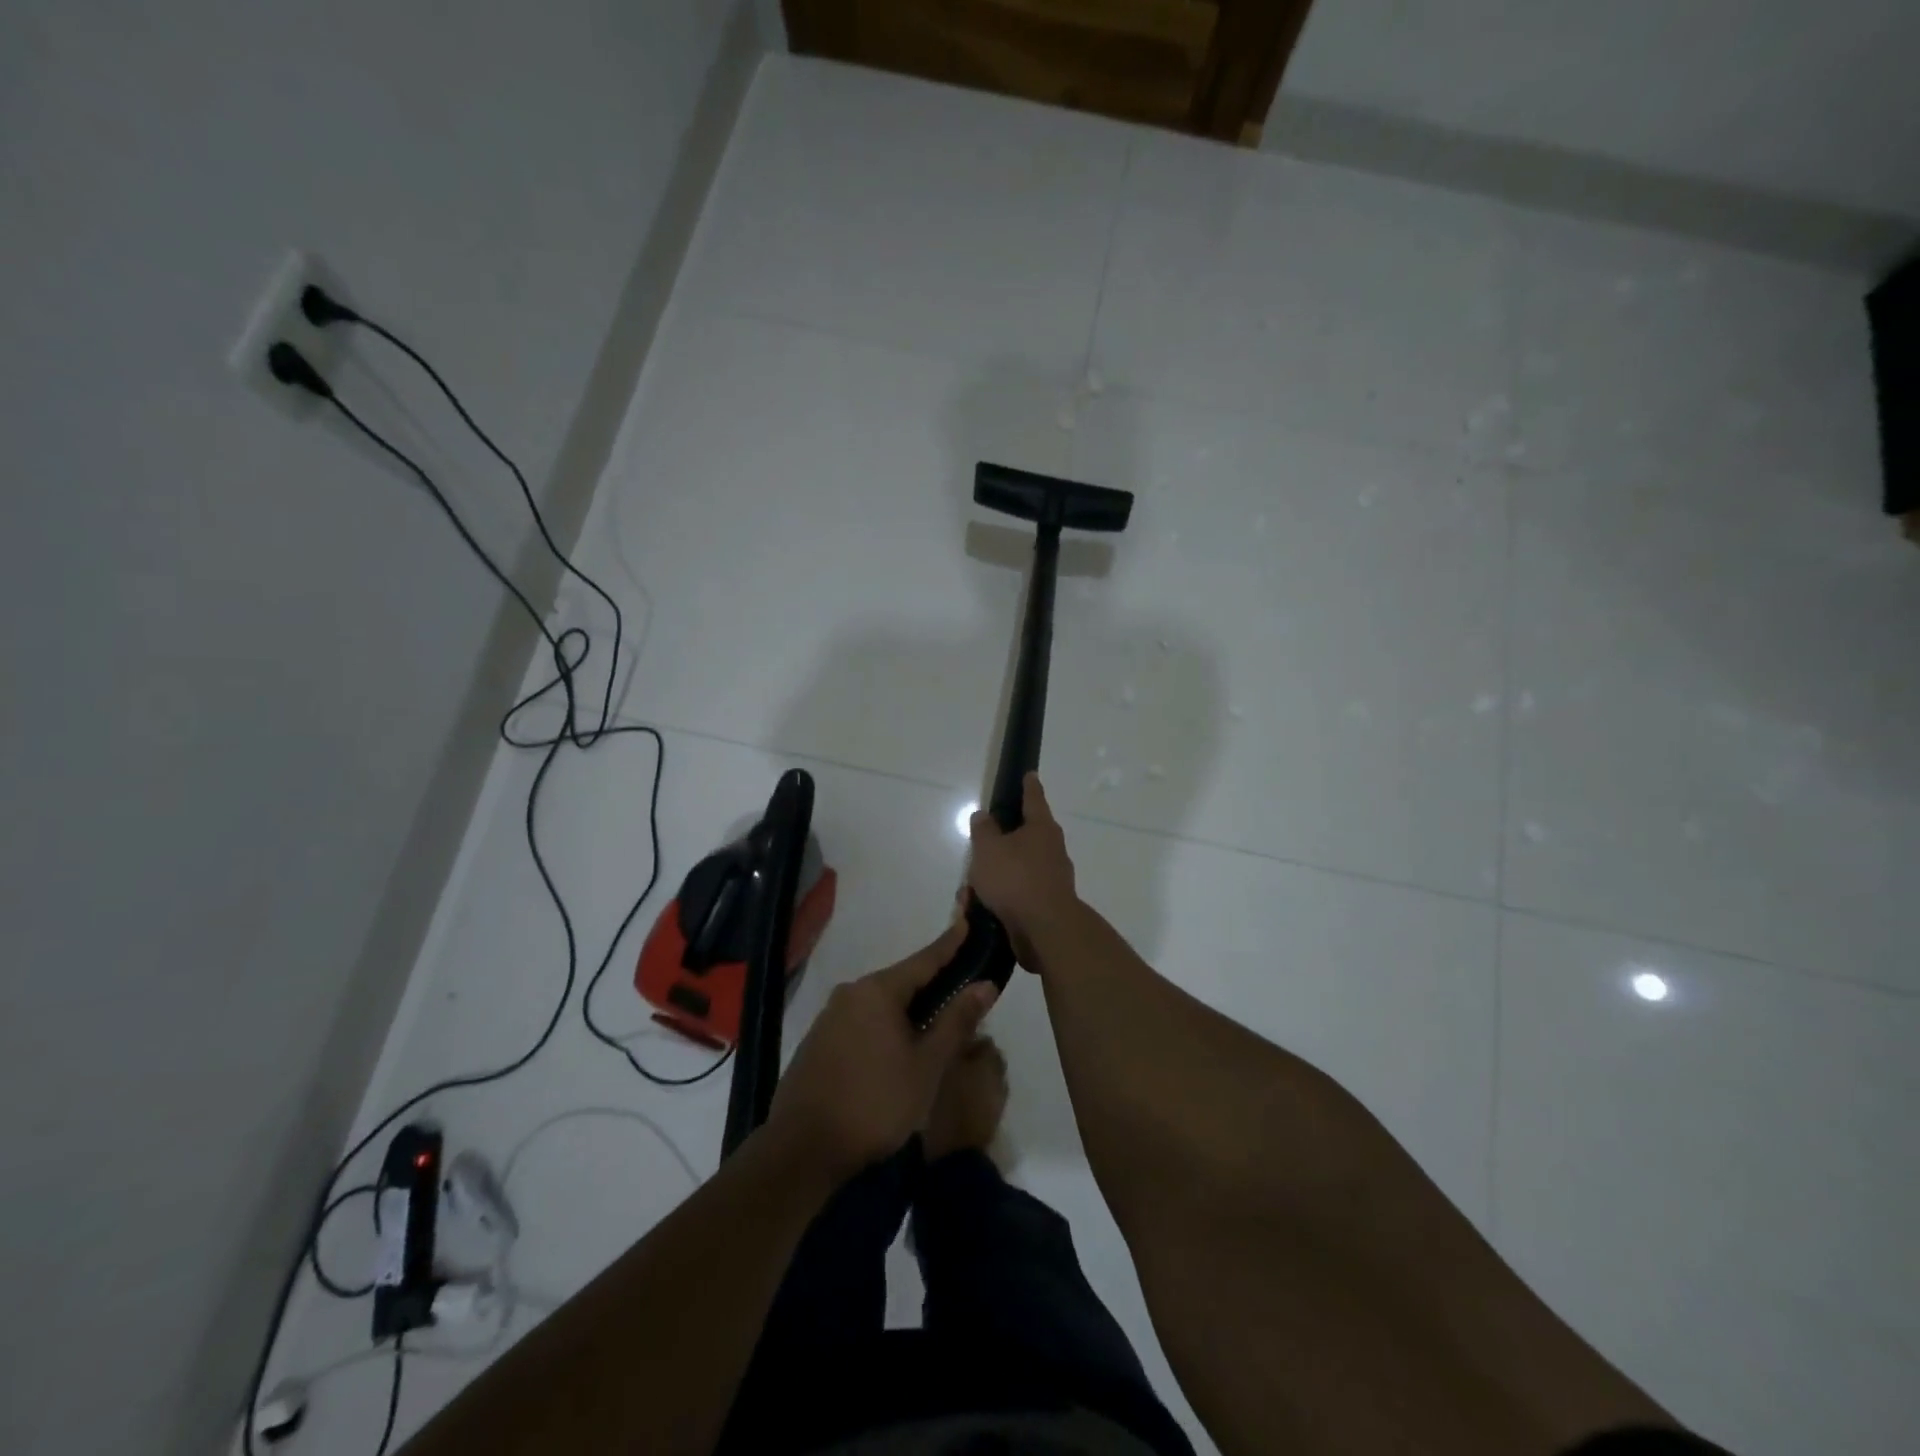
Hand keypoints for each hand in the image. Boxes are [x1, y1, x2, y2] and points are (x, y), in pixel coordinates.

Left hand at [765, 925, 996, 1183]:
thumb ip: (955, 1021)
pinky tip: (899, 1047)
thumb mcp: (926, 1065)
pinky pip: (863, 1021)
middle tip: (963, 989)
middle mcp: (851, 993)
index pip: (924, 959)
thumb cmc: (874, 1103)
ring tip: (937, 1023)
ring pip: (881, 1003)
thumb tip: (984, 984)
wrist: (801, 1149)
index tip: (968, 921)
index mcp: (878, 991)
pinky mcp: (819, 1041)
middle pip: (901, 981)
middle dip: (932, 984)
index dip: (950, 943)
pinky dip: (886, 1026)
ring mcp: (830, 1017)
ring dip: (909, 1010)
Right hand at [967, 773, 1079, 966]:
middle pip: (1025, 836)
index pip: (1034, 798)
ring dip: (996, 876)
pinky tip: (980, 908)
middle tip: (981, 846)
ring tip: (970, 889)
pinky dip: (1000, 897)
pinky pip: (1018, 893)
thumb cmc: (1015, 879)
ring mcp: (1052, 878)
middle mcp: (1052, 850)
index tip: (1029, 774)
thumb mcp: (988, 849)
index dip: (1028, 785)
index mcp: (1042, 828)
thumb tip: (984, 816)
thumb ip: (983, 830)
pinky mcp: (1047, 904)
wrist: (1045, 930)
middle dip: (1001, 842)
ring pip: (1018, 868)